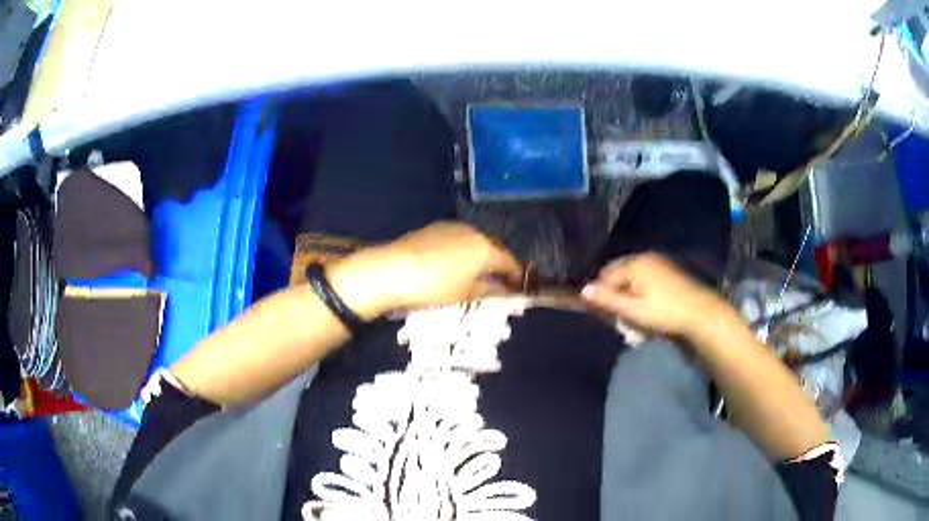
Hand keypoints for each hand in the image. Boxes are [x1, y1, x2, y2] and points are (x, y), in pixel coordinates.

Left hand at [329, 222, 521, 316]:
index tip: (518, 287)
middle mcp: (473, 232)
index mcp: (485, 249)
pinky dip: (462, 250)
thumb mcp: (466, 294)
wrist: (393, 269)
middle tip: (499, 281)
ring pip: (474, 242)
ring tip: (476, 273)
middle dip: (498, 264)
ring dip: (480, 255)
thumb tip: (506, 290)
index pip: (509, 262)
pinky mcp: (435, 227)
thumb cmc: (435, 287)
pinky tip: (454, 263)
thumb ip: (490, 290)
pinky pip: (458, 239)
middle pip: (493, 248)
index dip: (515, 275)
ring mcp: (453, 227)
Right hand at [580, 253, 728, 338]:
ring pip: (631, 276)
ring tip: (632, 314)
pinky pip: (644, 277)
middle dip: (614, 293)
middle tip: (618, 316)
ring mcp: (658, 262)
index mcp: (633, 264)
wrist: (700, 312)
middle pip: (618, 274)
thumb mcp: (633, 310)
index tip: (604, 316)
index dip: (601, 296)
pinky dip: (640, 290)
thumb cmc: (664, 312)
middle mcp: (644, 257)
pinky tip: (646, 306)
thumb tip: (582, 291)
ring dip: (627, 293)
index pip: (605, 276)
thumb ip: (607, 299)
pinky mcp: (667, 270)